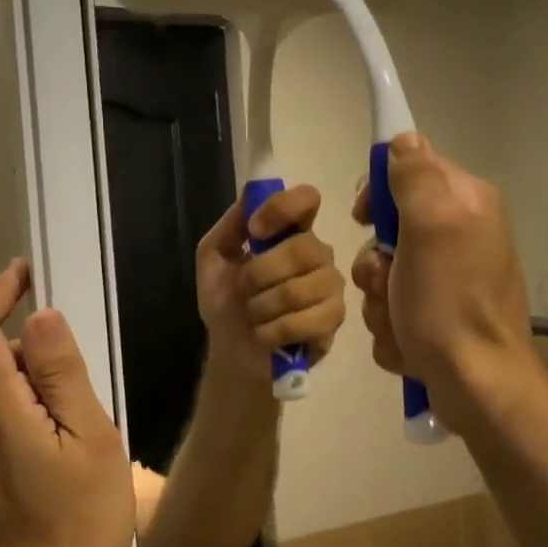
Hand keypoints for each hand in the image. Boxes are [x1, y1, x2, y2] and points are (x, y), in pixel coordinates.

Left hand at [0, 260, 134, 546]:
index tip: (26, 274)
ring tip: (84, 425)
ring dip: (33, 384)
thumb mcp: (89, 441)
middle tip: (84, 378)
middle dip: (30, 348)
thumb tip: (40, 316)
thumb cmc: (77, 524)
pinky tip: (66, 451)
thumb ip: (62, 376)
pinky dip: (27, 412)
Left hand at [196, 185, 347, 383]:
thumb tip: (252, 194)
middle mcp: (318, 254)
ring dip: (262, 307)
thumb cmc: (226, 303)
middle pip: (302, 248)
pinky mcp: (334, 320)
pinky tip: (267, 335)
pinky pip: (307, 320)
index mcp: (292, 232)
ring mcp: (331, 287)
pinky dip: (274, 331)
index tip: (256, 231)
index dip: (282, 208)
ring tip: (255, 316)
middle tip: (245, 291)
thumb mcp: (214, 257)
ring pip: (299, 288)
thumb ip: (231, 224)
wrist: (232, 352)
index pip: (307, 199)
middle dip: (259, 274)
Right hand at [350, 134, 539, 436]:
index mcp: (465, 203)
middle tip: (388, 282)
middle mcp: (460, 235)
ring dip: (380, 301)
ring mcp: (449, 280)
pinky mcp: (438, 317)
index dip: (379, 191)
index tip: (363, 217)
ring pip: (385, 274)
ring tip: (400, 323)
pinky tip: (409, 344)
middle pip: (389, 229)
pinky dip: (393, 328)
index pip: (409, 168)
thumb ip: (415, 176)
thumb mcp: (432, 227)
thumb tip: (403, 138)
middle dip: (376, 263)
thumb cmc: (450, 303)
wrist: (477, 385)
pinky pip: (393, 308)